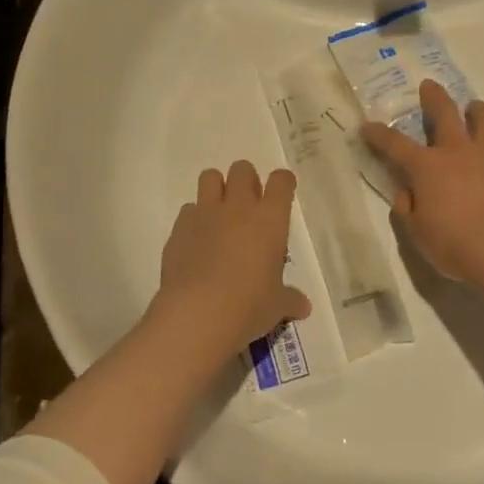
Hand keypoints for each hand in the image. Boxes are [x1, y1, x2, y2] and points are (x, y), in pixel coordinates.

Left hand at [150, 160, 310, 362]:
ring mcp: (205, 214)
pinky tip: (197, 242)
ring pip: (210, 177)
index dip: (283, 183)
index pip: (281, 181)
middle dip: (246, 180)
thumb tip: (303, 306)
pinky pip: (188, 210)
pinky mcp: (179, 228)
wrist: (198, 314)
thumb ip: (289, 299)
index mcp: (269, 219)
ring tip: (220, 215)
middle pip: (242, 169)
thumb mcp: (276, 306)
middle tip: (249, 206)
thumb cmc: (249, 306)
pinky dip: (194, 219)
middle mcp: (238, 207)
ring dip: (216, 189)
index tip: (282, 192)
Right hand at [361, 80, 483, 289]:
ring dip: (475, 110)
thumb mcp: (417, 233)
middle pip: (444, 112)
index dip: (378, 134)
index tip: (367, 126)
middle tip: (429, 87)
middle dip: (433, 96)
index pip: (394, 143)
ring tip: (473, 110)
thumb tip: (408, 192)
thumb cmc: (455, 245)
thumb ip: (408, 207)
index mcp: (427, 166)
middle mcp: (458, 151)